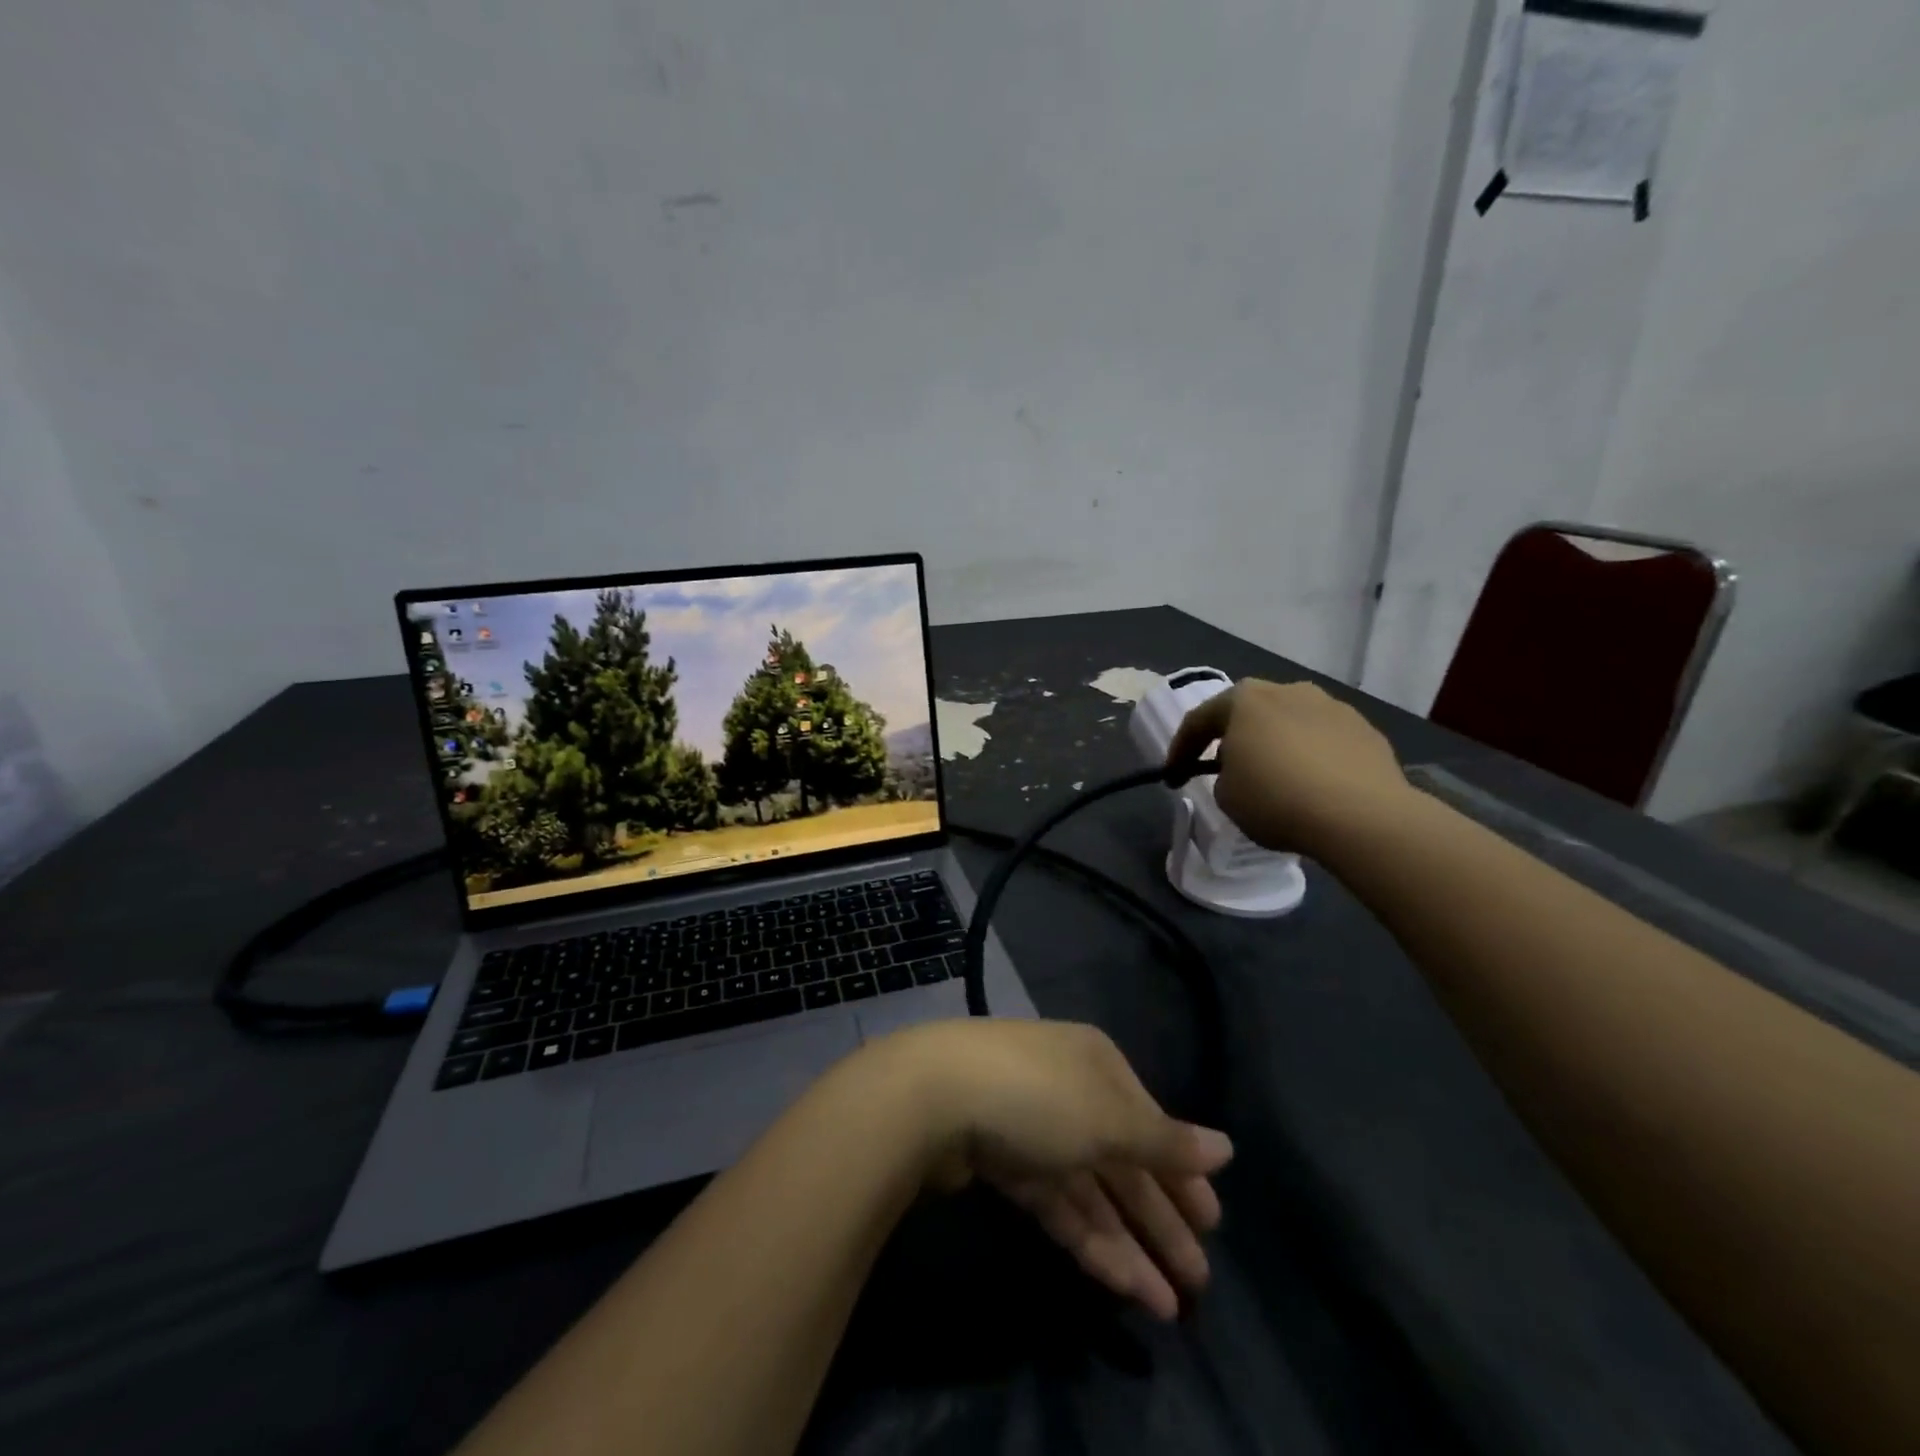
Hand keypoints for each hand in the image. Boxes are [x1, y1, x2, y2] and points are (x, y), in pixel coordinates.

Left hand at [866, 1020, 1232, 1320]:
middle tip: (1199, 1276)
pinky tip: (1123, 1284)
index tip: (1213, 1221)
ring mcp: (1033, 1128)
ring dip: (1130, 1243)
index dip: (1181, 1171)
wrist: (932, 1097)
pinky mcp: (1004, 1165)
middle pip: (1123, 1159)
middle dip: (1161, 1217)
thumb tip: (1227, 1148)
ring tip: (1170, 1303)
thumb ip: (1166, 1141)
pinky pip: (1059, 1204)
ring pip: (1093, 1190)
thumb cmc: (1037, 1095)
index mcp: (1096, 1063)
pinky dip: (1091, 1241)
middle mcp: (1068, 1089)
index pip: (1149, 1119)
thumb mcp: (1109, 1117)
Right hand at [1165, 678, 1409, 855]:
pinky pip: (1324, 742)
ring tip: (1276, 779)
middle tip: (1224, 769)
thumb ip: (1224, 775)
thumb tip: (1242, 771)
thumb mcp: (1226, 796)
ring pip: (1290, 724)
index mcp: (1245, 699)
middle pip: (1249, 713)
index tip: (1173, 776)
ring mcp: (1332, 707)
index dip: (1180, 750)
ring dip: (1277, 746)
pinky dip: (1312, 759)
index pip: (1199, 720)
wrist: (1361, 815)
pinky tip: (1313, 787)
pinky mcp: (1366, 730)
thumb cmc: (1277, 799)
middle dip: (1233, 739)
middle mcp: (1288, 691)